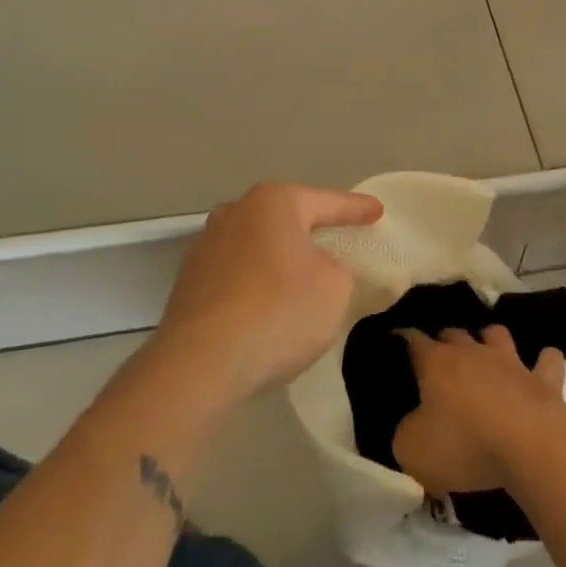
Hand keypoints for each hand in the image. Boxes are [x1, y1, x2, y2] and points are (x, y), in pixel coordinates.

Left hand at [155, 182, 382, 402]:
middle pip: (285, 218)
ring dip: (279, 258)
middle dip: (310, 228)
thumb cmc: (279, 312)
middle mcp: (235, 214)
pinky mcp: (188, 285)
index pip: (326, 202)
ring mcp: (205, 248)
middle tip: (337, 237)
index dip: (356, 209)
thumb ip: (338, 269)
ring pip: (257, 246)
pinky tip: (268, 306)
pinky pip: (237, 275)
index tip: (377, 211)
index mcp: (273, 203)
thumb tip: (319, 268)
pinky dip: (256, 284)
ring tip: (302, 276)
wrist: (200, 364)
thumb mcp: (336, 288)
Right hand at [392, 326, 565, 494]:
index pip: (413, 340)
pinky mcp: (543, 379)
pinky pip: (547, 359)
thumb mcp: (413, 450)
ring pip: (497, 334)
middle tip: (440, 356)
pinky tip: (540, 367)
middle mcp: (472, 351)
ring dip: (490, 339)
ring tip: (487, 351)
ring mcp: (511, 361)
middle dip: (445, 339)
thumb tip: (412, 425)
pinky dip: (543, 361)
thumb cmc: (465, 445)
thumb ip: (405, 433)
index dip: (403, 340)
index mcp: (436, 363)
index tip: (396, 342)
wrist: (530, 445)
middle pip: (454, 332)